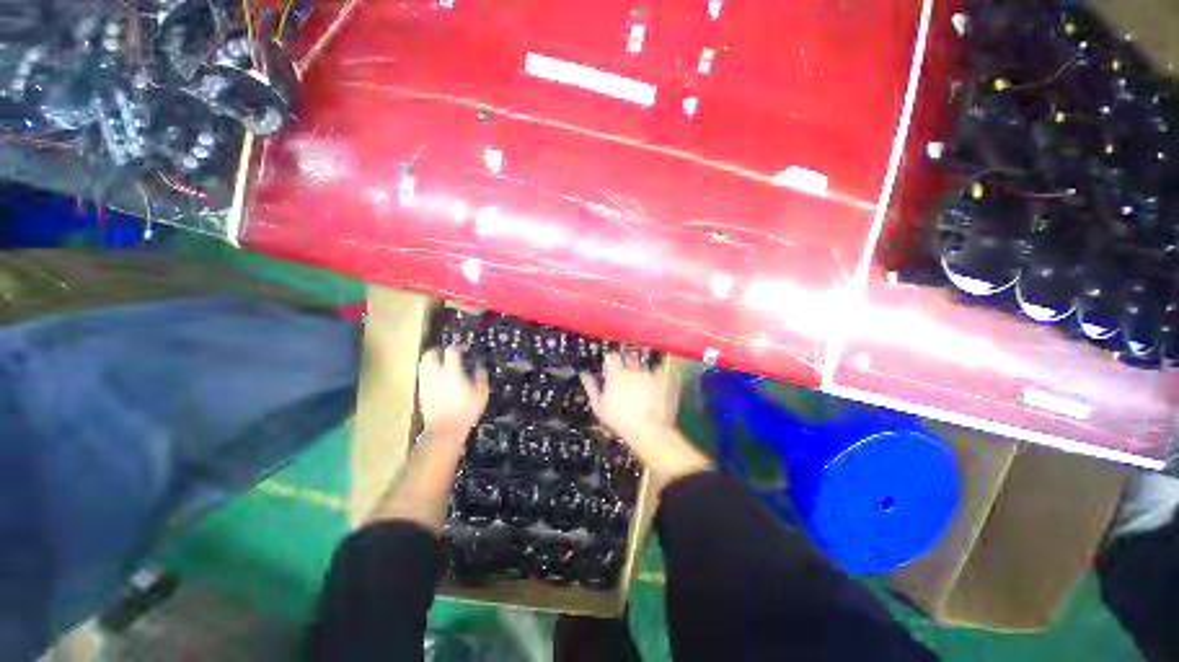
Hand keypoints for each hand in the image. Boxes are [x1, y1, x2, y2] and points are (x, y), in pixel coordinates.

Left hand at [418, 347, 488, 437]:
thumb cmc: (466, 412)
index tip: (465, 348)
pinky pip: (423, 374)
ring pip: (423, 362)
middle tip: (449, 352)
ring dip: (431, 358)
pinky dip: (429, 370)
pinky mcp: (421, 391)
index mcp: (452, 372)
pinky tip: (437, 376)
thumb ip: (481, 377)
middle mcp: (436, 374)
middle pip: (431, 353)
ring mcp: (426, 382)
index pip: (452, 351)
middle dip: (440, 349)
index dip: (459, 346)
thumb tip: (479, 367)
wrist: (445, 430)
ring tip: (441, 361)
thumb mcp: (481, 394)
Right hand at [581, 354, 711, 484]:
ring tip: (641, 383)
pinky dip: (661, 369)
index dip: (610, 362)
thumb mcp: (599, 407)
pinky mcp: (664, 379)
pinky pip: (663, 368)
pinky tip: (660, 374)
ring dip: (641, 370)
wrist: (647, 431)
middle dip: (626, 364)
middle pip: (628, 358)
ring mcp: (649, 374)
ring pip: (643, 365)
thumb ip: (591, 388)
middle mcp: (632, 369)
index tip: (610, 369)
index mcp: (616, 374)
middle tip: (625, 377)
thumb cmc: (619, 420)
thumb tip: (584, 375)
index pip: (611, 357)